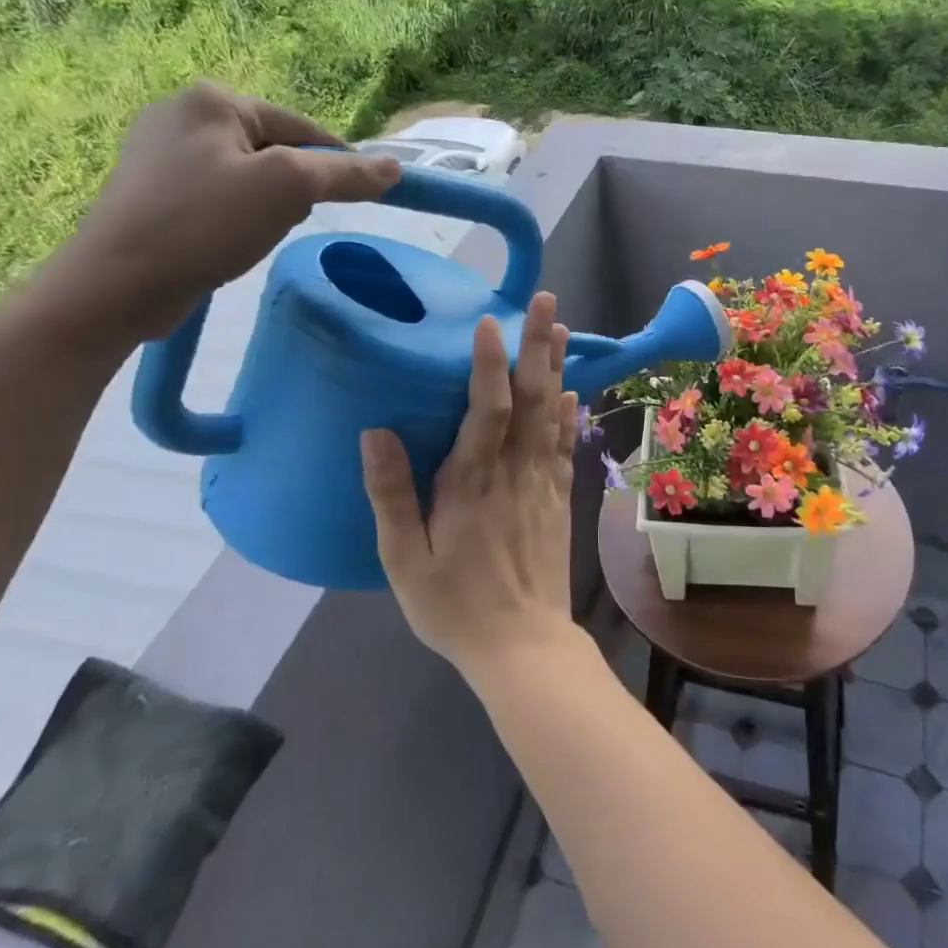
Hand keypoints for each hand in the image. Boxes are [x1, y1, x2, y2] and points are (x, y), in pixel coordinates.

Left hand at [45, 82, 400, 339]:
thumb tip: (395, 168)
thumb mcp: (289, 189)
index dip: (337, 163)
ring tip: (257, 234)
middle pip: (275, 148)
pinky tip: (230, 240)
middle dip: (295, 186)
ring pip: (248, 174)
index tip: (359, 200)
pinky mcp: (150, 189)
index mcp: (212, 99)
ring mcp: (159, 152)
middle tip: (289, 221)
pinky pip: (218, 194)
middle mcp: (181, 113)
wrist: (117, 284)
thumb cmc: (206, 223)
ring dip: (268, 203)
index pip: (302, 126)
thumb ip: (345, 174)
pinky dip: (237, 215)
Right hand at [361, 292, 582, 680]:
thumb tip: (375, 432)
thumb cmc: (453, 606)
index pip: (485, 409)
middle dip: (536, 347)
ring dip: (556, 368)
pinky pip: (565, 447)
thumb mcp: (404, 560)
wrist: (522, 646)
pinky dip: (569, 415)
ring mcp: (543, 483)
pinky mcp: (560, 499)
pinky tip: (572, 391)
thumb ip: (390, 495)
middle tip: (545, 301)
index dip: (488, 363)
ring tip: (562, 328)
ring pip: (552, 414)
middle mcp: (514, 472)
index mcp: (472, 482)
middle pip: (530, 399)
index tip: (489, 322)